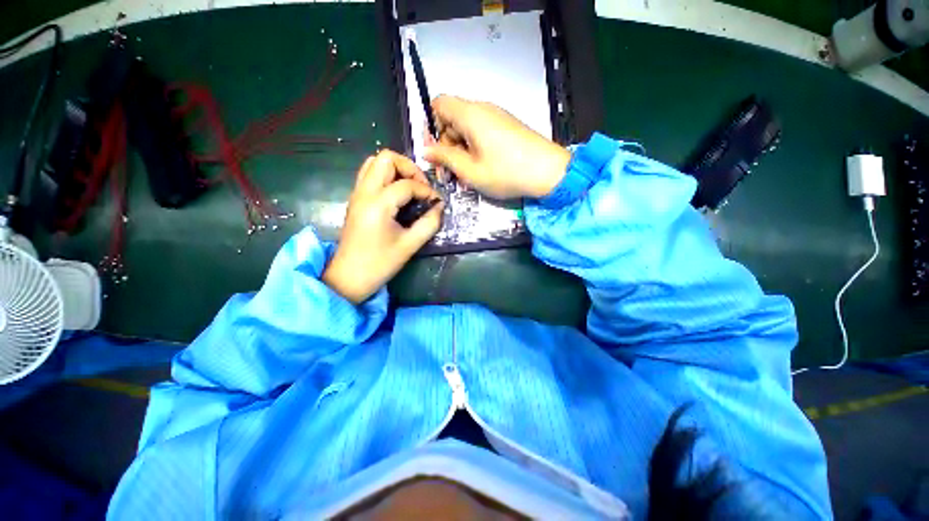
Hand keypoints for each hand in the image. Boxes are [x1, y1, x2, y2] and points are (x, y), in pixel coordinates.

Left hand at [323, 151, 442, 303]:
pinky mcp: (356, 199)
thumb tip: (439, 207)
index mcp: (378, 204)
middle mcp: (364, 192)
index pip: (407, 184)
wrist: (349, 277)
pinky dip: (386, 176)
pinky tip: (398, 194)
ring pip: (375, 162)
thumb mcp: (410, 245)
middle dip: (409, 168)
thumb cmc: (380, 264)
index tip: (436, 203)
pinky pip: (369, 174)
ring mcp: (357, 194)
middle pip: (386, 158)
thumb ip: (429, 224)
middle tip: (421, 187)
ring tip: (411, 187)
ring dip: (396, 169)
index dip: (426, 191)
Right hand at [425, 96, 570, 198]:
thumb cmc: (506, 172)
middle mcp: (483, 110)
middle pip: (452, 119)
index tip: (434, 151)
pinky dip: (474, 149)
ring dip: (460, 151)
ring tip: (464, 177)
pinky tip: (479, 170)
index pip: (439, 104)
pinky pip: (482, 133)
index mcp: (470, 114)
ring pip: (467, 129)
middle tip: (447, 173)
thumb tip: (426, 151)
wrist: (549, 172)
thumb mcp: (470, 170)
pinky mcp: (507, 127)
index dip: (431, 125)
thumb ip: (445, 158)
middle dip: (445, 145)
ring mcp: (497, 118)